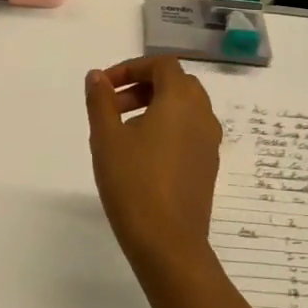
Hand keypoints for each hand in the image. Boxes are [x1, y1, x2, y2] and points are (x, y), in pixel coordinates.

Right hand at [84, 57, 222, 277]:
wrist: (168, 242)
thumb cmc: (133, 183)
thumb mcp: (106, 138)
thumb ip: (101, 101)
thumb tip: (97, 76)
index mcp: (181, 101)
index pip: (162, 65)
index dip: (131, 68)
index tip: (104, 87)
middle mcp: (203, 115)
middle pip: (176, 83)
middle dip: (143, 86)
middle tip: (113, 106)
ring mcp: (210, 143)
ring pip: (185, 109)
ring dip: (155, 107)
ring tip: (123, 131)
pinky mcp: (208, 167)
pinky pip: (190, 132)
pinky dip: (168, 128)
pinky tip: (142, 155)